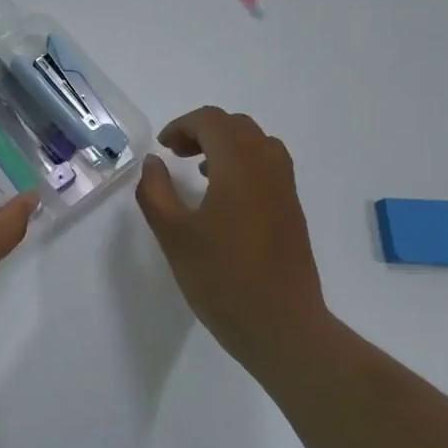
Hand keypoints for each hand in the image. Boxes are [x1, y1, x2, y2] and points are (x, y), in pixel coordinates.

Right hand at [135, 107, 328, 368]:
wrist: (281, 326)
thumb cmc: (221, 278)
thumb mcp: (173, 234)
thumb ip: (156, 191)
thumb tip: (154, 162)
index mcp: (239, 166)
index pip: (212, 121)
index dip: (183, 125)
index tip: (163, 148)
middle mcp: (268, 167)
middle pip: (237, 126)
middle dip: (204, 131)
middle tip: (177, 155)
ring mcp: (286, 189)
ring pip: (257, 144)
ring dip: (226, 145)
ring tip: (200, 172)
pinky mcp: (292, 211)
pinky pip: (268, 166)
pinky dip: (243, 164)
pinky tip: (224, 198)